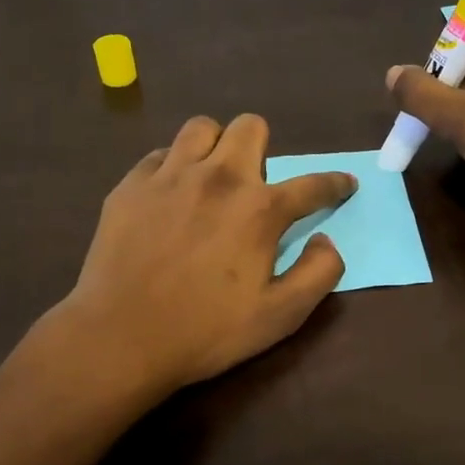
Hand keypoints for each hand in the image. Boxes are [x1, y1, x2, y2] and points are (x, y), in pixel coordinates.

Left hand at [59, 114, 355, 395]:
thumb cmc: (207, 331)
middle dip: (264, 148)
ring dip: (216, 147)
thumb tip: (326, 240)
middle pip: (250, 127)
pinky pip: (159, 155)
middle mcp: (218, 178)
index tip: (344, 184)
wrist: (121, 337)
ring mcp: (169, 176)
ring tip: (210, 178)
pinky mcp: (130, 186)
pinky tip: (170, 196)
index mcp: (260, 209)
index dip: (335, 184)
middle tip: (255, 185)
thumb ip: (319, 273)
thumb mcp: (281, 316)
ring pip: (201, 128)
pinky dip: (173, 167)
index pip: (312, 184)